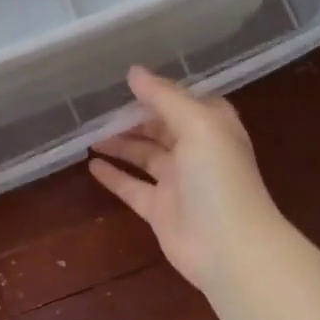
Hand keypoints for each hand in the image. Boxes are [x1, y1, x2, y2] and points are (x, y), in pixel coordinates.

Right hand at [89, 67, 286, 294]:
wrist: (230, 247)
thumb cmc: (219, 178)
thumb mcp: (197, 124)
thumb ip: (164, 97)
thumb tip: (133, 72)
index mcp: (211, 126)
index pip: (183, 100)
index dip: (158, 91)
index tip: (126, 82)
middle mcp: (195, 151)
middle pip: (160, 127)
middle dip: (133, 117)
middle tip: (98, 109)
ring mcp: (177, 182)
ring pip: (144, 155)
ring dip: (120, 144)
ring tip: (89, 134)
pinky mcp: (160, 210)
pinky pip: (132, 187)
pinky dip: (113, 175)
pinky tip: (91, 164)